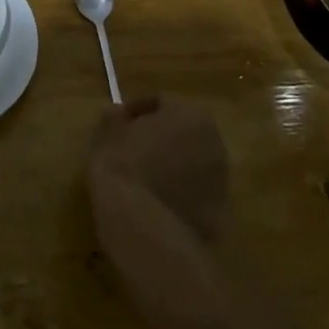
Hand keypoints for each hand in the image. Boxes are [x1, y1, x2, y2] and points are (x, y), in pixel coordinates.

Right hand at [88, 95, 228, 242]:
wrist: (143, 226)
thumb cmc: (122, 168)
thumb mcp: (107, 135)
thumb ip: (114, 117)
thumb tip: (117, 112)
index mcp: (189, 114)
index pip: (161, 102)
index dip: (137, 111)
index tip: (118, 124)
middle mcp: (214, 140)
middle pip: (183, 131)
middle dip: (161, 137)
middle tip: (132, 149)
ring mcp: (222, 178)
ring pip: (193, 162)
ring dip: (172, 165)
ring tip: (144, 179)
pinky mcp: (220, 211)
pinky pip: (196, 193)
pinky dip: (181, 194)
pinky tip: (157, 204)